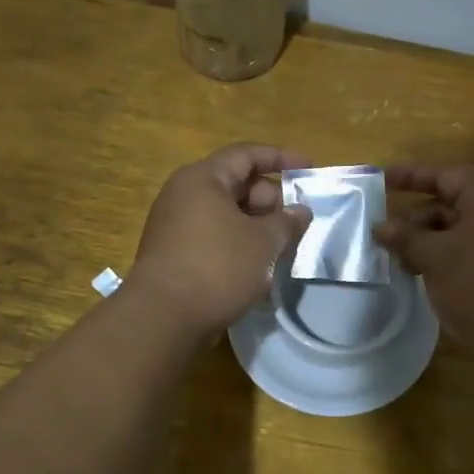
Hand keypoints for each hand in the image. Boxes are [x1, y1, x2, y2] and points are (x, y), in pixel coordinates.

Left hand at [129, 144, 312, 334]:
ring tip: (282, 245)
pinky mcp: (173, 253)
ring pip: (225, 214)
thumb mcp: (264, 243)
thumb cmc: (218, 267)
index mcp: (203, 178)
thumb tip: (300, 211)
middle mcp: (184, 194)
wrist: (164, 318)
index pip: (247, 155)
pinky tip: (257, 265)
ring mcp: (175, 224)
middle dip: (271, 199)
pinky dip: (238, 243)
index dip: (282, 158)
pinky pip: (213, 236)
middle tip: (297, 222)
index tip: (310, 168)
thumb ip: (287, 222)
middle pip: (236, 184)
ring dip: (256, 225)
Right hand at [375, 165, 473, 351]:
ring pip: (460, 230)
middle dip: (416, 217)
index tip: (380, 181)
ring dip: (428, 241)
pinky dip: (446, 257)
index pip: (445, 175)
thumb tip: (380, 226)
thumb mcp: (436, 257)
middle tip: (384, 236)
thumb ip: (406, 238)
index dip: (410, 176)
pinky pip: (471, 251)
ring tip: (400, 261)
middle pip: (452, 202)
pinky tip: (423, 276)